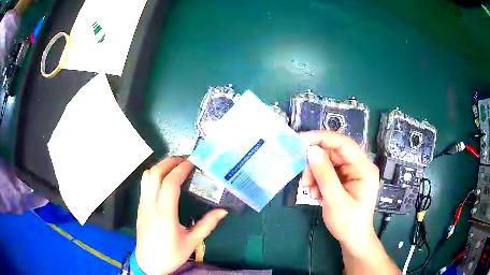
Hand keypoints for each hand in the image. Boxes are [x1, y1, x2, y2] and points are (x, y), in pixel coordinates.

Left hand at [135, 157, 227, 274]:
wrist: (148, 263)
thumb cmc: (170, 254)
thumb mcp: (192, 242)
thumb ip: (207, 225)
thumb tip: (223, 211)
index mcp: (165, 214)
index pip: (169, 183)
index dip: (181, 169)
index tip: (192, 162)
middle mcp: (151, 205)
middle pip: (154, 173)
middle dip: (169, 161)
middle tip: (184, 159)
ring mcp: (142, 205)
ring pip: (146, 176)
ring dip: (160, 166)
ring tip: (174, 165)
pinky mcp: (139, 207)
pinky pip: (144, 184)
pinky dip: (154, 174)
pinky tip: (164, 180)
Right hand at [300, 131, 379, 254]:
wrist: (353, 239)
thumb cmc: (348, 223)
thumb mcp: (335, 200)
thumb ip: (324, 174)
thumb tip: (311, 150)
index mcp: (364, 168)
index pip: (343, 143)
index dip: (321, 138)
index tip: (300, 141)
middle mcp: (359, 166)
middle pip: (333, 153)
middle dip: (315, 164)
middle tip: (304, 179)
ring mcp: (352, 172)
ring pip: (328, 162)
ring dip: (315, 174)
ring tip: (310, 191)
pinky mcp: (345, 179)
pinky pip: (328, 172)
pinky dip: (318, 180)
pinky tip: (316, 194)